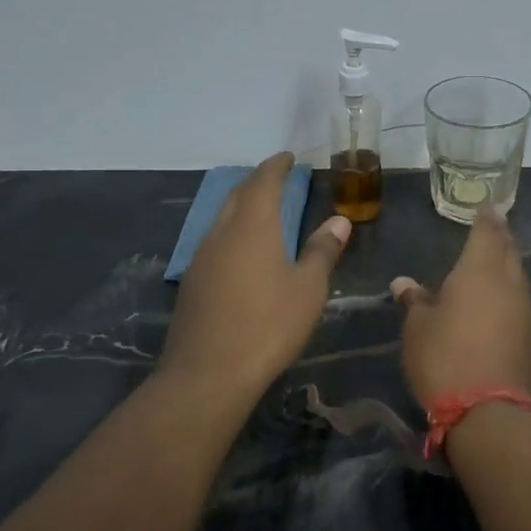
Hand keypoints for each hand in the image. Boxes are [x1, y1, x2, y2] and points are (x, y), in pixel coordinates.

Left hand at [159, 153, 351, 398]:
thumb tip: (338, 221)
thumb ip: (322, 251)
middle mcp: (222, 233)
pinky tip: (242, 251)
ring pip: (222, 218)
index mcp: (253, 226)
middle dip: (257, 181)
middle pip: (237, 195)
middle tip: (277, 178)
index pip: (263, 181)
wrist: (209, 373)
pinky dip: (232, 232)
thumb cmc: (269, 325)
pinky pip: (214, 242)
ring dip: (242, 206)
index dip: (276, 166)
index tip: (289, 158)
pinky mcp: (192, 282)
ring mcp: (201, 258)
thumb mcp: (308, 289)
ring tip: (262, 210)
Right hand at [390, 204, 530, 406]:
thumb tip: (404, 283)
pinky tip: (498, 303)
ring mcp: (526, 313)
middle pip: (509, 252)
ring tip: (494, 262)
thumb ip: (415, 302)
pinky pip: (520, 304)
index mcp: (480, 272)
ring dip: (507, 267)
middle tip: (494, 226)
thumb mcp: (418, 329)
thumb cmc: (446, 360)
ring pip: (518, 278)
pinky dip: (509, 295)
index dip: (487, 218)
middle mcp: (510, 285)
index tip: (487, 206)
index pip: (487, 233)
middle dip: (501, 237)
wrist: (493, 415)